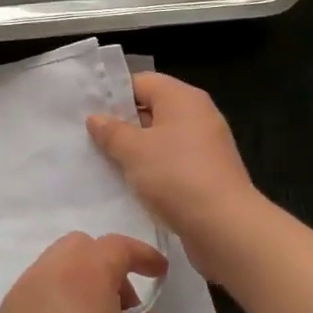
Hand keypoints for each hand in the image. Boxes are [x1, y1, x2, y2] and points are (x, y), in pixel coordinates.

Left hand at [0, 233, 169, 312]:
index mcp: (80, 276)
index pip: (114, 246)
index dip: (142, 254)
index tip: (161, 273)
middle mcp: (43, 275)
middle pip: (78, 248)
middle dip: (107, 265)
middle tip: (129, 307)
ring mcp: (18, 298)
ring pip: (54, 267)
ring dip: (81, 282)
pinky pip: (36, 293)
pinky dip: (59, 299)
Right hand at [87, 74, 255, 285]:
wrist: (225, 229)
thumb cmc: (176, 176)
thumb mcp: (133, 150)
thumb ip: (111, 131)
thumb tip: (95, 118)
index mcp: (182, 97)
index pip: (141, 82)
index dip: (113, 94)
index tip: (87, 112)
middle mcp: (197, 115)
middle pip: (151, 109)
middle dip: (121, 124)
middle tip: (90, 138)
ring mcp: (205, 146)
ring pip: (160, 139)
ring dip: (135, 150)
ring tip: (104, 162)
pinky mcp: (208, 174)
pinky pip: (172, 162)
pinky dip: (152, 169)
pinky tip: (130, 184)